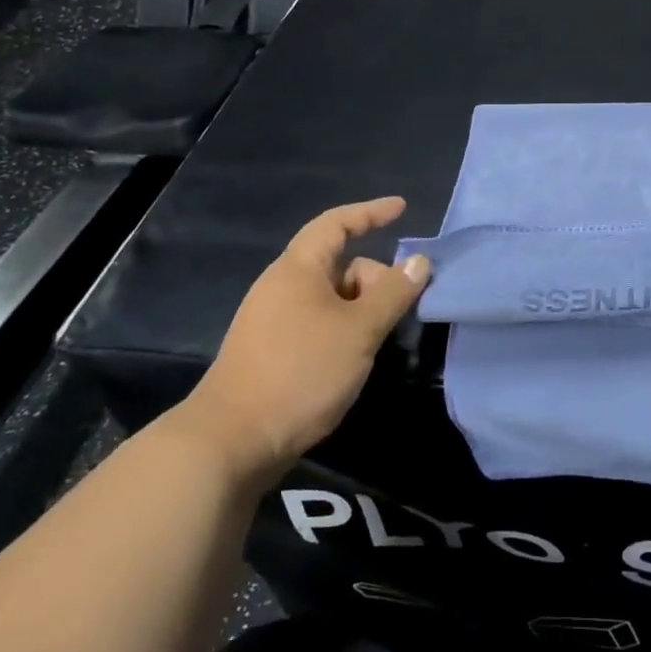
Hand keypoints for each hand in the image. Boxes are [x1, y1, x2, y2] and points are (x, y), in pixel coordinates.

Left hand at [178, 197, 429, 490]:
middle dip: (374, 280)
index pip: (336, 224)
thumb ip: (393, 293)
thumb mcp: (360, 330)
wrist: (231, 443)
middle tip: (397, 312)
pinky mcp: (270, 351)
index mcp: (298, 269)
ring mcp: (272, 320)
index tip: (402, 208)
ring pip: (331, 298)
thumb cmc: (300, 372)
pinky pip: (318, 322)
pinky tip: (353, 359)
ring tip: (378, 341)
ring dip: (361, 310)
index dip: (371, 213)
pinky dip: (343, 329)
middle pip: (340, 265)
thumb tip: (419, 261)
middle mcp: (281, 287)